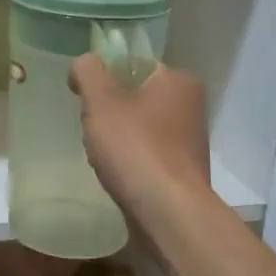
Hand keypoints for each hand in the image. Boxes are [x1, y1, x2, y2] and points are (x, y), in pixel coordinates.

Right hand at [69, 56, 211, 218]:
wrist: (168, 213)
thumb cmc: (135, 148)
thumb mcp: (101, 101)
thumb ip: (88, 72)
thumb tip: (85, 63)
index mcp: (178, 80)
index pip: (132, 65)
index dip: (103, 78)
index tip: (84, 99)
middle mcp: (190, 105)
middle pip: (134, 97)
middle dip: (108, 113)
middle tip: (92, 130)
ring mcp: (189, 140)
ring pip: (138, 127)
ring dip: (117, 139)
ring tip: (103, 157)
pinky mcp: (183, 171)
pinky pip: (147, 154)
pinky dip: (130, 161)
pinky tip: (118, 175)